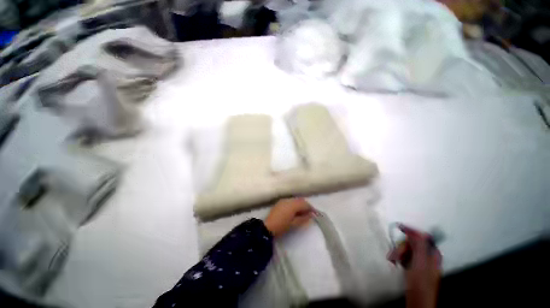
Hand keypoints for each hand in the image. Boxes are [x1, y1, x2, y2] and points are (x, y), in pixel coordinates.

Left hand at [264, 198, 313, 237]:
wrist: (267, 227)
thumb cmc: (282, 226)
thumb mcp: (294, 224)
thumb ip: (303, 218)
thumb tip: (311, 215)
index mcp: (293, 205)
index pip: (305, 204)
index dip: (310, 208)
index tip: (315, 213)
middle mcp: (289, 200)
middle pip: (300, 200)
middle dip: (306, 205)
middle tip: (309, 213)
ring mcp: (284, 200)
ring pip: (295, 200)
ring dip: (300, 204)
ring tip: (302, 212)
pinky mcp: (280, 202)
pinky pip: (290, 201)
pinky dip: (294, 204)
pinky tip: (294, 210)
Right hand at [387, 224, 441, 307]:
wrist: (418, 301)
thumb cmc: (420, 282)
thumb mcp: (420, 263)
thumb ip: (419, 246)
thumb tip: (416, 232)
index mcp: (433, 254)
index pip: (423, 237)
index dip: (412, 232)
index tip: (400, 227)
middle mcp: (427, 256)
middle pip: (412, 243)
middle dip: (402, 247)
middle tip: (396, 254)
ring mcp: (420, 262)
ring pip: (407, 250)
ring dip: (398, 252)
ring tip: (393, 260)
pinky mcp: (413, 267)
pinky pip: (405, 256)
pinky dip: (398, 257)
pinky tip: (395, 262)